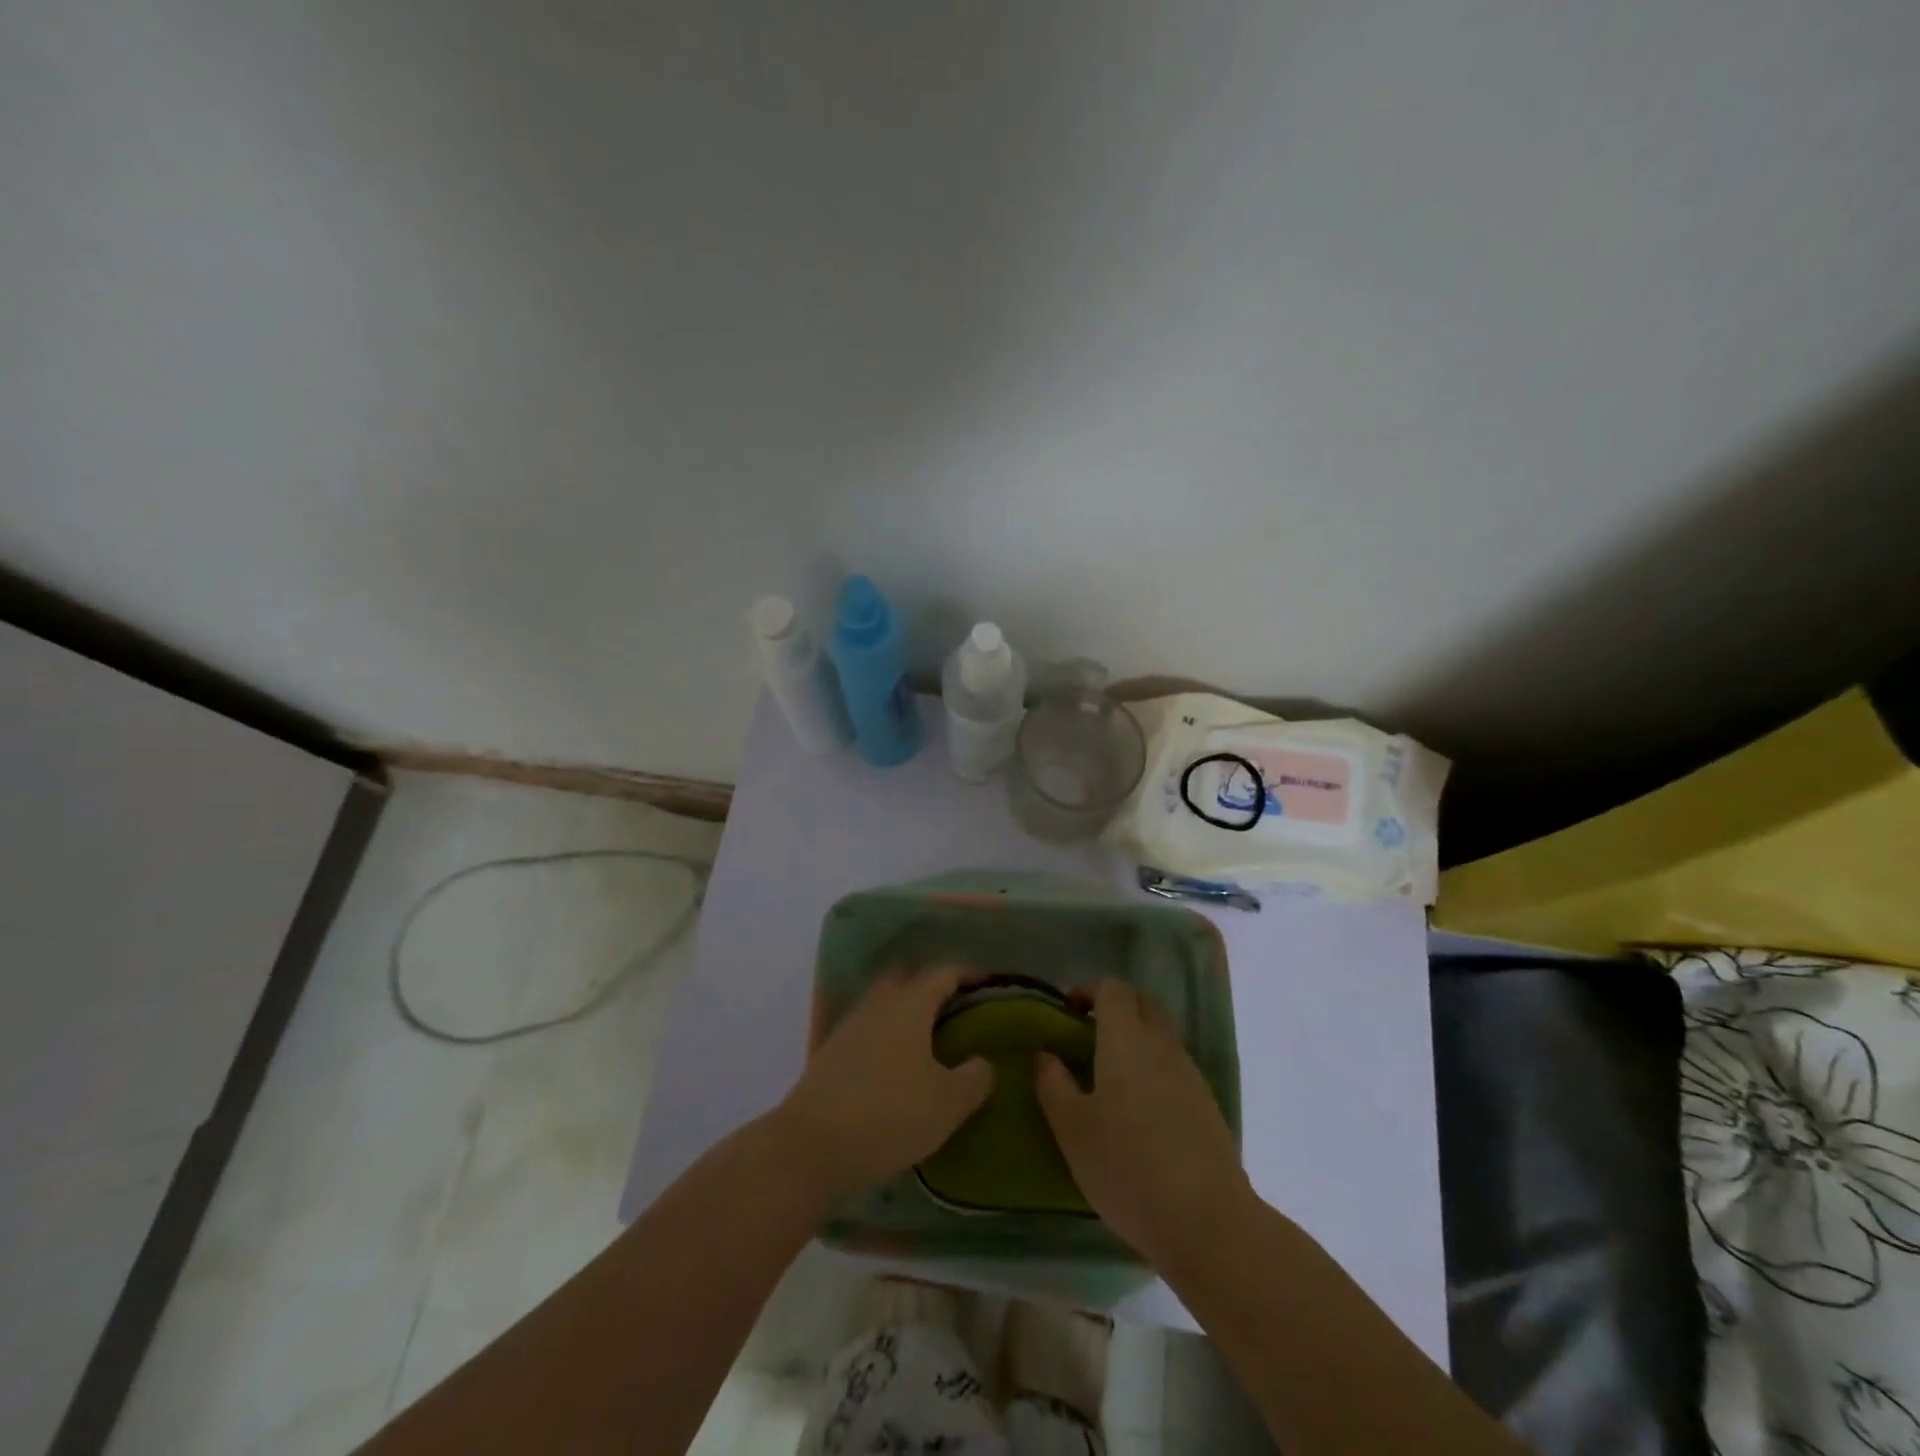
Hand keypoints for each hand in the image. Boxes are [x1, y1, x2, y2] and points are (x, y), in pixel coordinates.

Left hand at [773, 965, 991, 1202]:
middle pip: (909, 980)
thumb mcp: (947, 1102)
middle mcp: (878, 1004)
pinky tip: (899, 1063)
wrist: (810, 1146)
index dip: (970, 973)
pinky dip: (889, 1035)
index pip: (944, 972)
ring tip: (932, 1038)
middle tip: (959, 1007)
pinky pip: (870, 1029)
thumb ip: (974, 1077)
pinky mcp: (832, 1053)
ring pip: (886, 1004)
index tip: (990, 981)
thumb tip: (982, 1062)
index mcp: (909, 1004)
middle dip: (934, 987)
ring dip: (909, 1011)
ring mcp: (850, 1026)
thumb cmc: (889, 1114)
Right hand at [1036, 979, 1250, 1266]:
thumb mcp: (1072, 1128)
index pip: (1113, 989)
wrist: (1207, 1221)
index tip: (1068, 1012)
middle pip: (1143, 1003)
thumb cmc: (1127, 1167)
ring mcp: (1190, 1074)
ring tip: (1108, 1076)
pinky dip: (1154, 1069)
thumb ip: (1052, 1084)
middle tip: (1088, 1035)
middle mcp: (1162, 1045)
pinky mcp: (1207, 1105)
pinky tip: (1139, 1110)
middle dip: (1116, 1007)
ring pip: (1162, 1035)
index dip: (1089, 991)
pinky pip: (1175, 1067)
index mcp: (1126, 1040)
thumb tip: (1044, 1054)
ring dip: (1137, 1038)